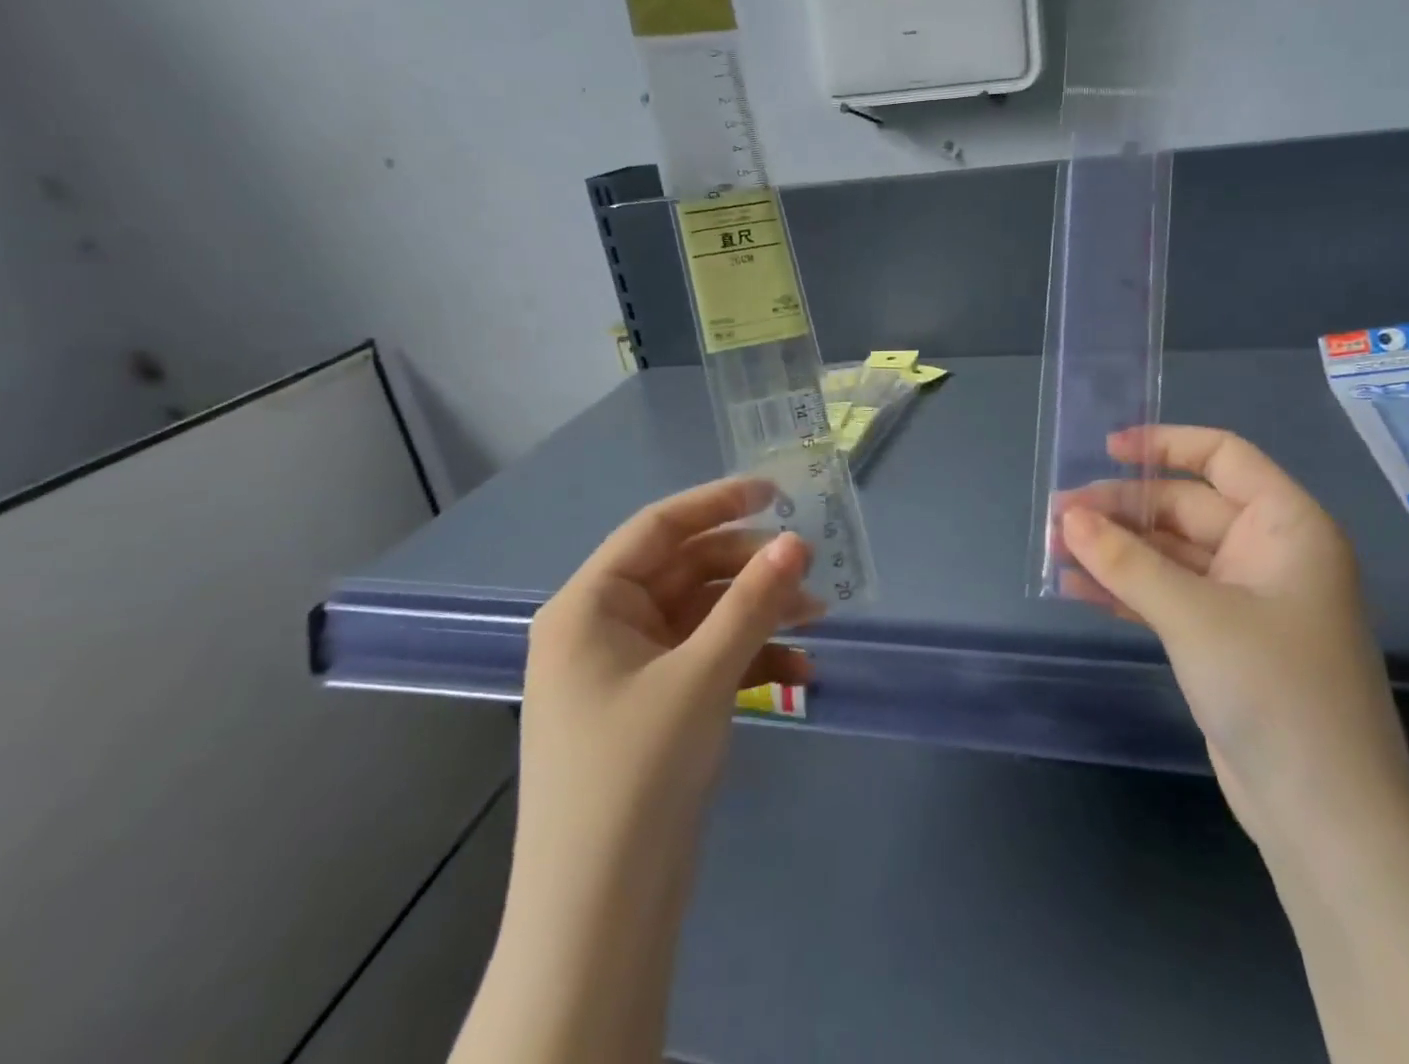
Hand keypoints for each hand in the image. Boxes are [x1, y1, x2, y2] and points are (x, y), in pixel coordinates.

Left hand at [505, 475, 821, 939]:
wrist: (602, 916)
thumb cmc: (637, 773)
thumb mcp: (702, 675)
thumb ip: (753, 602)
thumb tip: (798, 540)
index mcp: (590, 606)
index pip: (657, 528)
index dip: (717, 502)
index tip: (776, 492)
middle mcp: (604, 628)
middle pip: (686, 571)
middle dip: (750, 569)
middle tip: (809, 567)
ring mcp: (629, 669)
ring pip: (703, 615)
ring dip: (758, 613)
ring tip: (818, 617)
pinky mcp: (654, 706)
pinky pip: (706, 659)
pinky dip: (749, 657)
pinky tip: (799, 669)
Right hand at [1059, 426, 1408, 850]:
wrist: (1326, 818)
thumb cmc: (1275, 691)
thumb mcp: (1194, 616)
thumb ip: (1127, 562)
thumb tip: (1068, 518)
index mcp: (1286, 527)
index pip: (1224, 457)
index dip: (1166, 444)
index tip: (1108, 449)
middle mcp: (1269, 553)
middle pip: (1185, 507)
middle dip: (1122, 509)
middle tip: (1058, 516)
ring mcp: (1245, 599)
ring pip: (1170, 554)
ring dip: (1116, 550)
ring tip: (1055, 546)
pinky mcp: (1223, 640)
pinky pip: (1168, 595)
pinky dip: (1126, 588)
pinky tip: (1077, 586)